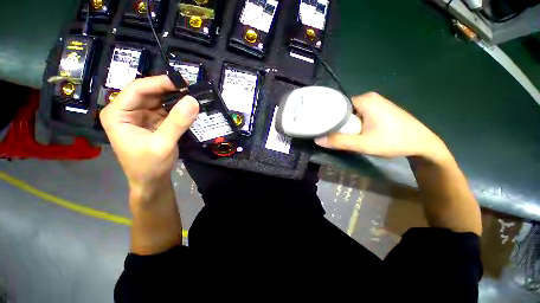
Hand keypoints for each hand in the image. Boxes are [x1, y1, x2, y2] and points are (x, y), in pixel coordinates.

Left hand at [100, 76, 198, 196]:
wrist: (151, 181)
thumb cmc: (149, 165)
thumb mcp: (163, 144)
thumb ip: (177, 122)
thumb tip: (193, 100)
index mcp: (117, 113)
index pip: (137, 89)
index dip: (160, 83)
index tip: (183, 82)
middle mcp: (127, 110)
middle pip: (149, 92)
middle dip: (170, 90)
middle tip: (192, 89)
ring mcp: (141, 115)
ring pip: (160, 100)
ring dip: (176, 99)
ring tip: (194, 97)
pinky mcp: (153, 121)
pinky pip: (167, 110)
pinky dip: (179, 109)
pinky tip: (190, 108)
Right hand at [315, 92, 449, 162]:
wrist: (422, 144)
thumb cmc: (393, 141)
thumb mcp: (363, 144)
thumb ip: (340, 141)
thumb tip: (318, 140)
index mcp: (365, 100)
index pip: (337, 104)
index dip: (327, 115)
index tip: (320, 126)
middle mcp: (369, 97)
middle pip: (343, 109)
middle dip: (336, 121)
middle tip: (328, 133)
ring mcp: (375, 103)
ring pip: (351, 113)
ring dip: (345, 124)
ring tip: (338, 134)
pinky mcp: (378, 110)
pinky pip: (358, 114)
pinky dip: (353, 123)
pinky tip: (352, 132)